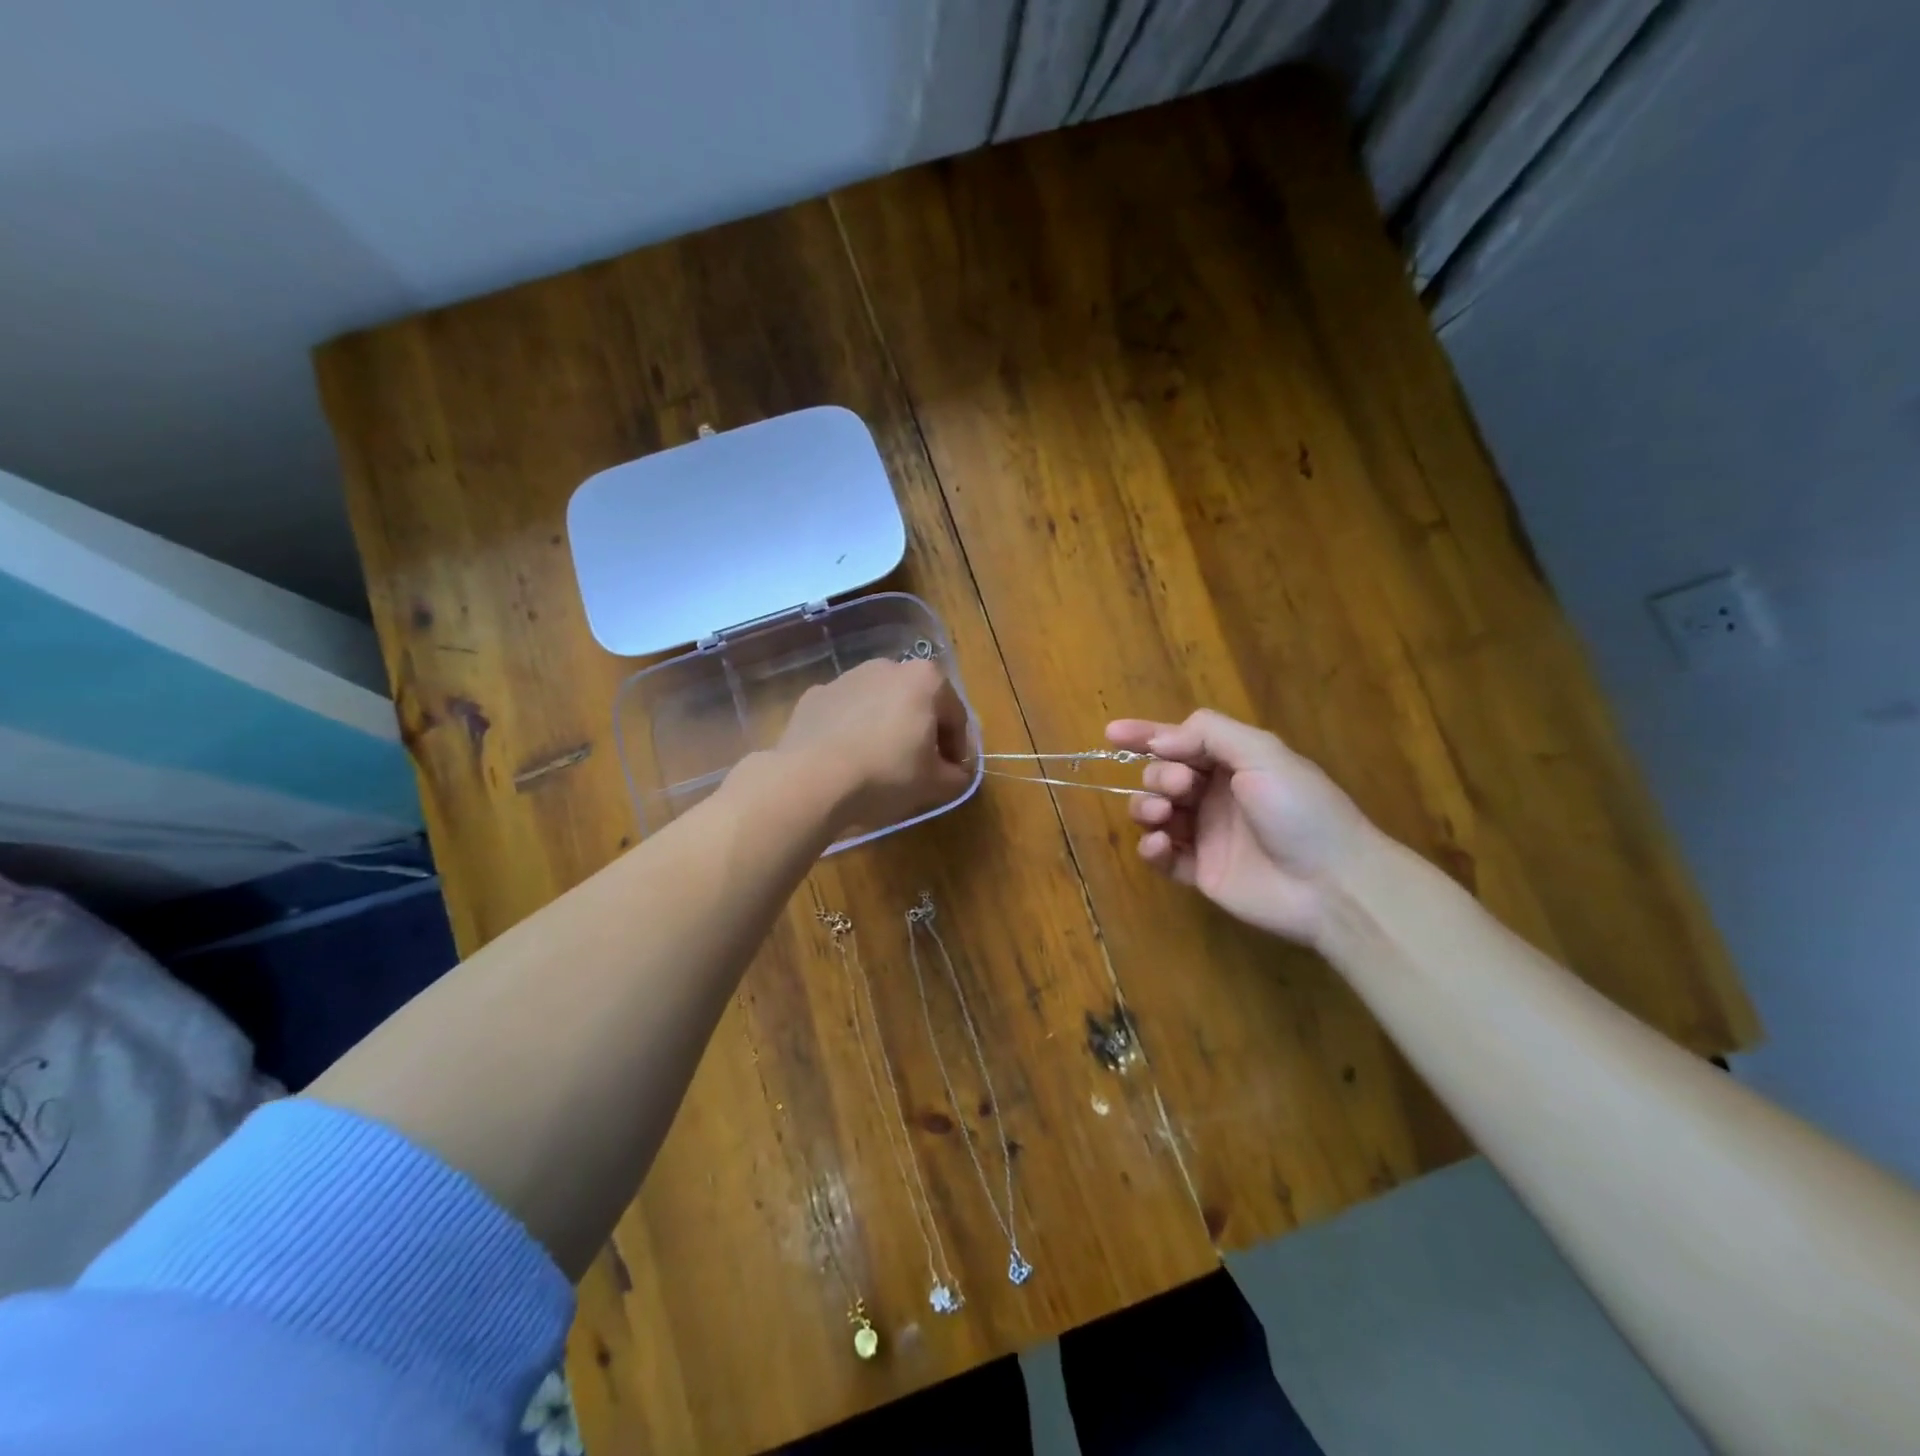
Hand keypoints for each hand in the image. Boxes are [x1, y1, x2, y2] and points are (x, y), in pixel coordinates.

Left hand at [778, 658, 973, 831]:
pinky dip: (851, 730)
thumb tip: (956, 774)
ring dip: (885, 728)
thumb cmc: (886, 774)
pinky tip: (847, 760)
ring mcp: (847, 678)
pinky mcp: (814, 695)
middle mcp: (887, 667)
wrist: (811, 779)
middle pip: (917, 703)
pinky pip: (845, 713)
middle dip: (921, 732)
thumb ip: (956, 776)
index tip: (951, 773)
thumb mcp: (934, 784)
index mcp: (925, 679)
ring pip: (879, 705)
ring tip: (879, 765)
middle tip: (919, 768)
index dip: (958, 748)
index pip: (955, 715)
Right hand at [1106, 710, 1373, 946]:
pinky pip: (1162, 856)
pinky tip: (1159, 845)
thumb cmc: (1300, 810)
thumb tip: (1160, 739)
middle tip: (1182, 786)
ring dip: (1146, 807)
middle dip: (1159, 775)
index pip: (1180, 741)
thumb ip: (1210, 734)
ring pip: (1155, 812)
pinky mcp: (1200, 872)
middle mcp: (1216, 795)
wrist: (1333, 884)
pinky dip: (1151, 847)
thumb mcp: (1263, 754)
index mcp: (1233, 763)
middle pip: (1162, 775)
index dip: (1145, 735)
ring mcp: (1207, 835)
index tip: (1111, 734)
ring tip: (1162, 816)